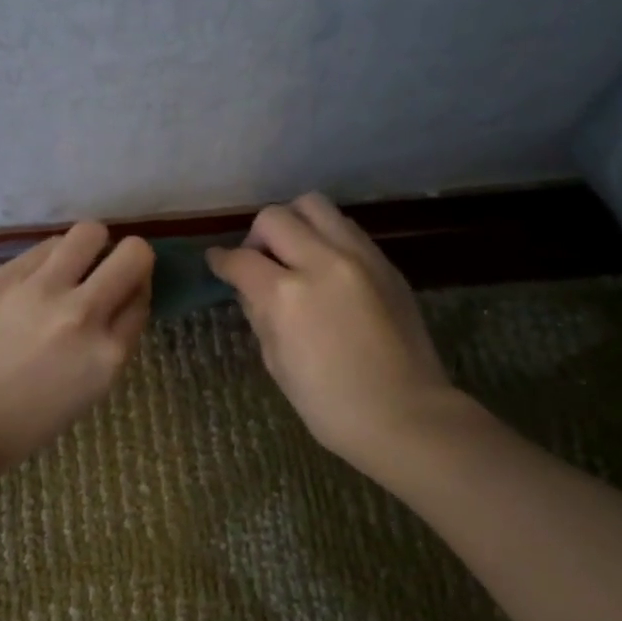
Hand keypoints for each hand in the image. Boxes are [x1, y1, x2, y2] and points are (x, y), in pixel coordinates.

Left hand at [0, 221, 153, 466]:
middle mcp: (83, 313)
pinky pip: (46, 246)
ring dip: (91, 246)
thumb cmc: (25, 421)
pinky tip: (38, 277)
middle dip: (130, 258)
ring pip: (90, 233)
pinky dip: (52, 257)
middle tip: (111, 270)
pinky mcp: (7, 275)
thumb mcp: (88, 390)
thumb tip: (119, 303)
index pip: (142, 300)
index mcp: (108, 354)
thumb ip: (110, 344)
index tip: (124, 295)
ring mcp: (43, 290)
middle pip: (134, 255)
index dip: (136, 293)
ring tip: (74, 264)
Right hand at [208, 193, 469, 471]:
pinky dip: (326, 237)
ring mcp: (359, 256)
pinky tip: (326, 267)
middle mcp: (321, 262)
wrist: (405, 414)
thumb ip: (260, 315)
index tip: (216, 262)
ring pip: (314, 206)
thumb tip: (250, 288)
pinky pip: (346, 228)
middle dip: (256, 237)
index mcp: (286, 296)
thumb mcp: (276, 363)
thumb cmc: (330, 404)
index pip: (240, 259)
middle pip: (275, 217)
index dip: (220, 260)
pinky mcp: (385, 262)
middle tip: (259, 263)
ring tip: (294, 255)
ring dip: (294, 224)